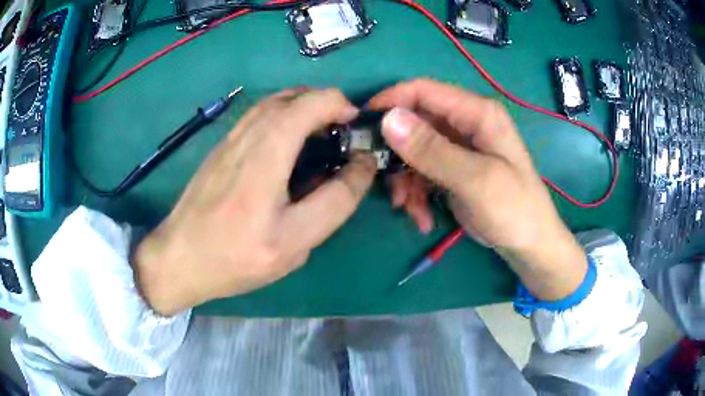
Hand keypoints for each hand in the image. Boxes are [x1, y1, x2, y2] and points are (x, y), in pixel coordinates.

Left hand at [135, 89, 375, 315]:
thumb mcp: (294, 244)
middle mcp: (247, 137)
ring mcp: (230, 138)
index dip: (343, 110)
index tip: (357, 131)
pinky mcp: (221, 145)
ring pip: (275, 100)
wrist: (179, 257)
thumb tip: (361, 166)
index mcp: (265, 160)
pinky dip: (285, 113)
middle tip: (343, 130)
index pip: (314, 110)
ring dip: (306, 104)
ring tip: (321, 131)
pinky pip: (260, 113)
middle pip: (294, 97)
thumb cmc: (236, 258)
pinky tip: (290, 140)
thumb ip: (334, 202)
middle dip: (327, 102)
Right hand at [368, 79, 586, 300]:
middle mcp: (465, 124)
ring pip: (413, 151)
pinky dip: (416, 193)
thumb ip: (433, 150)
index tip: (363, 124)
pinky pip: (422, 172)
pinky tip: (422, 217)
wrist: (528, 244)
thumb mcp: (475, 180)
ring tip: (409, 209)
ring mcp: (458, 148)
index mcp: (477, 113)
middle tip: (386, 183)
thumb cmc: (514, 209)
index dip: (391, 101)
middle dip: (397, 154)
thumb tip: (388, 119)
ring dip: (405, 180)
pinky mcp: (452, 169)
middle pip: (415, 123)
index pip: (424, 91)